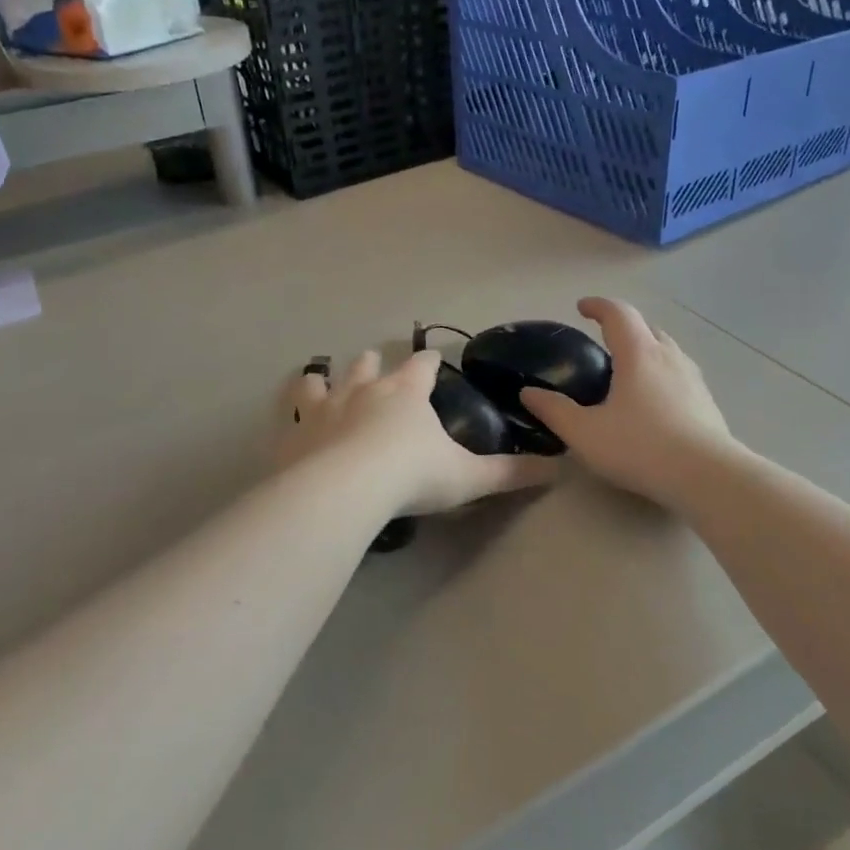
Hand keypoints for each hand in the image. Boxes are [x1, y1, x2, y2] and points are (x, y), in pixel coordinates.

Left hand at [281, 348, 556, 515]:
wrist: (345, 490)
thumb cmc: (411, 475)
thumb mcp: (468, 477)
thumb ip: (511, 473)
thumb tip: (559, 469)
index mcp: (406, 392)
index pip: (422, 365)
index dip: (429, 361)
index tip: (432, 359)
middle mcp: (363, 389)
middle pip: (368, 364)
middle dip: (373, 363)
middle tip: (375, 363)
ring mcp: (324, 407)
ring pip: (324, 380)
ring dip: (326, 378)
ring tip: (321, 377)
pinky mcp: (294, 431)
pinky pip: (290, 412)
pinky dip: (292, 410)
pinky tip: (291, 419)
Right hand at [519, 297, 733, 506]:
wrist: (707, 476)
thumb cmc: (640, 447)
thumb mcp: (585, 433)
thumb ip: (554, 410)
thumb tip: (528, 392)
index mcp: (638, 354)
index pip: (618, 313)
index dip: (598, 306)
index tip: (581, 307)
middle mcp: (669, 357)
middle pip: (646, 327)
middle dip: (623, 326)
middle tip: (603, 340)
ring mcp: (693, 378)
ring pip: (667, 350)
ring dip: (646, 349)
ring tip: (628, 369)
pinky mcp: (706, 401)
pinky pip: (679, 373)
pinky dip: (661, 373)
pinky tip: (653, 400)